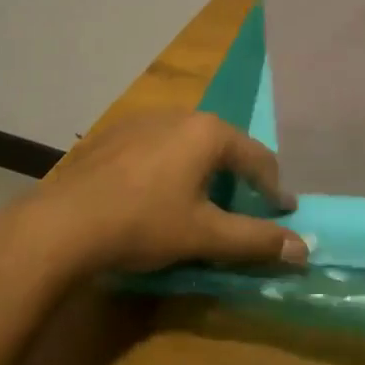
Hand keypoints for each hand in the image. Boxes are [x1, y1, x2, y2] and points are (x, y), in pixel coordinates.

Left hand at [13, 112, 307, 274]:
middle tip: (243, 206)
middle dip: (238, 176)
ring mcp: (143, 120)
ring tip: (200, 200)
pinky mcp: (114, 133)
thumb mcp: (205, 236)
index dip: (274, 188)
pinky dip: (169, 166)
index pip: (258, 158)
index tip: (283, 211)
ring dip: (203, 169)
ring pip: (189, 143)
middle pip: (224, 145)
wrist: (61, 225)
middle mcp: (181, 115)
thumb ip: (256, 240)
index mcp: (209, 133)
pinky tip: (154, 193)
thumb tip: (303, 249)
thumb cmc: (143, 224)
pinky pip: (157, 146)